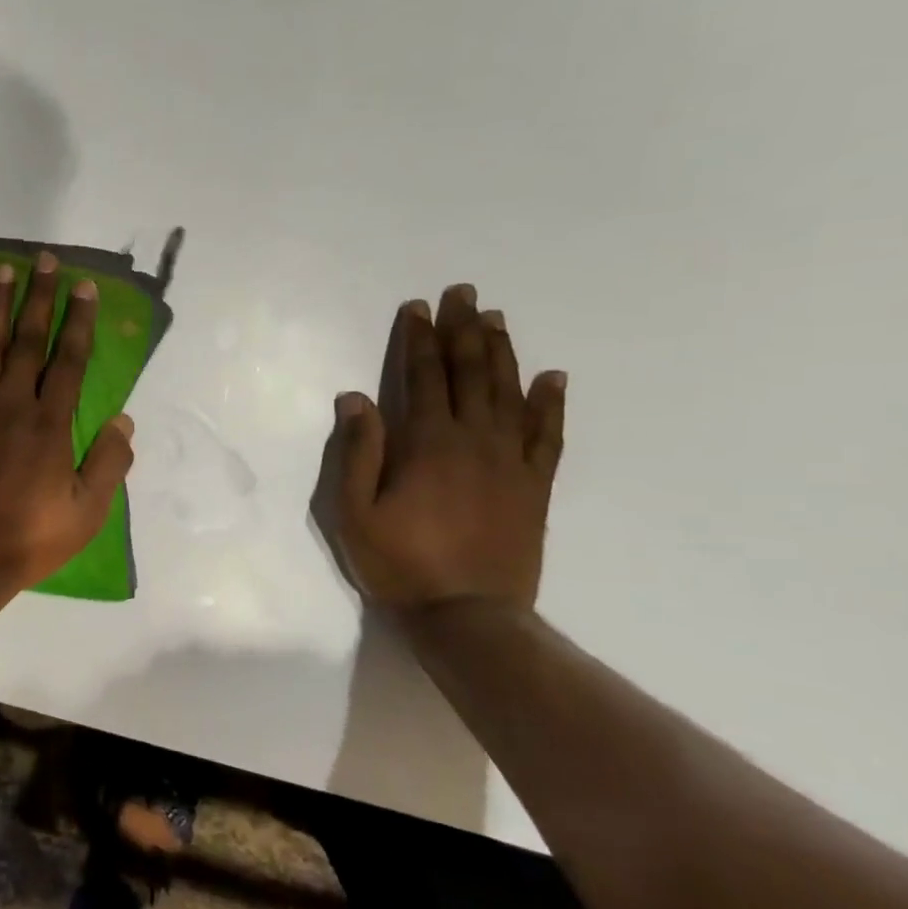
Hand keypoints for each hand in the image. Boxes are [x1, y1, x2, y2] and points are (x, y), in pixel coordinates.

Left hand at [0, 253, 135, 605]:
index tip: (84, 287)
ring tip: (2, 270)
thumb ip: (109, 464)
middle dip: (39, 297)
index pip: (68, 360)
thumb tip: (124, 419)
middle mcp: (10, 405)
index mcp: (49, 424)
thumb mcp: (86, 514)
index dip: (78, 321)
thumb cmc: (26, 540)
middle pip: (27, 340)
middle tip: (44, 259)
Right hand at [315, 283, 564, 609]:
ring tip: (496, 318)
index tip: (417, 307)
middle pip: (470, 373)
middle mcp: (474, 440)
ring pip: (509, 393)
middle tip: (463, 293)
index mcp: (427, 443)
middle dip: (463, 330)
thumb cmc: (399, 563)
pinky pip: (548, 435)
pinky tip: (553, 377)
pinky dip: (550, 404)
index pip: (423, 377)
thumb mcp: (354, 512)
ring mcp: (511, 462)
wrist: (468, 616)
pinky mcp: (535, 486)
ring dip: (501, 352)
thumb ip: (358, 451)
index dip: (419, 339)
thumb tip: (355, 398)